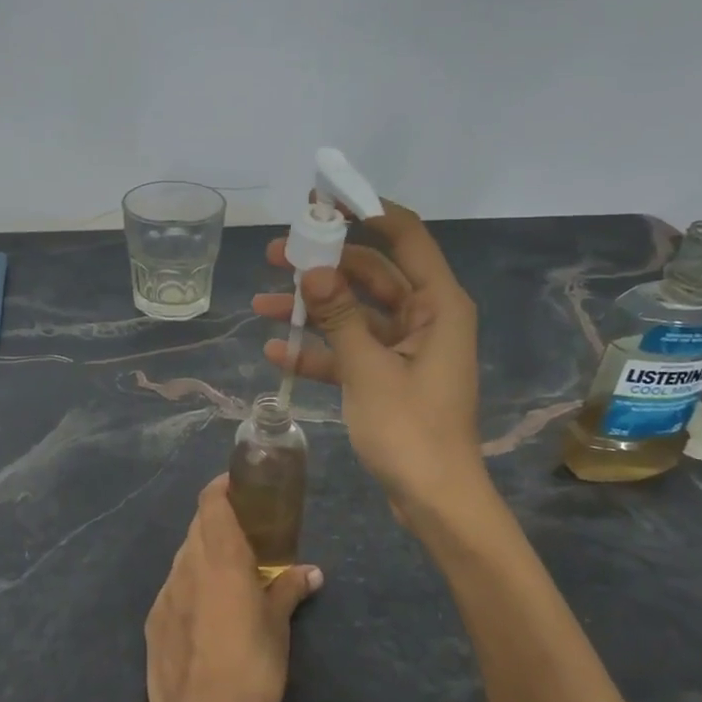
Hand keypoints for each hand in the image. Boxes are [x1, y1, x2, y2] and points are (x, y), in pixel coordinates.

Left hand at [144, 476, 321, 701]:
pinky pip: (175, 587)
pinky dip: (192, 584)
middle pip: (198, 525)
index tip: (244, 487)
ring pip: (185, 555)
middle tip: (249, 533)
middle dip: (220, 520)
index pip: (211, 501)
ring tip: (231, 573)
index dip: (224, 486)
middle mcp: (187, 565)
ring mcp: (166, 592)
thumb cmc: (249, 665)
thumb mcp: (278, 626)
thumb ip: (290, 590)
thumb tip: (311, 572)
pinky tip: (208, 611)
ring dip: (206, 553)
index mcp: (220, 557)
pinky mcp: (154, 620)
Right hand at [252, 201, 484, 510]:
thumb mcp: (368, 370)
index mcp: (438, 305)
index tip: (323, 201)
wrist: (434, 500)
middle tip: (275, 254)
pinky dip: (319, 351)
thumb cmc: (409, 430)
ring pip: (355, 313)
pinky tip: (276, 353)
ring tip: (262, 302)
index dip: (366, 211)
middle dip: (324, 264)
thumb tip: (311, 270)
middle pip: (372, 273)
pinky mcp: (389, 377)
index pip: (406, 236)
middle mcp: (426, 317)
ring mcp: (406, 349)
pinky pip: (351, 351)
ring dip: (312, 309)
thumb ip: (339, 316)